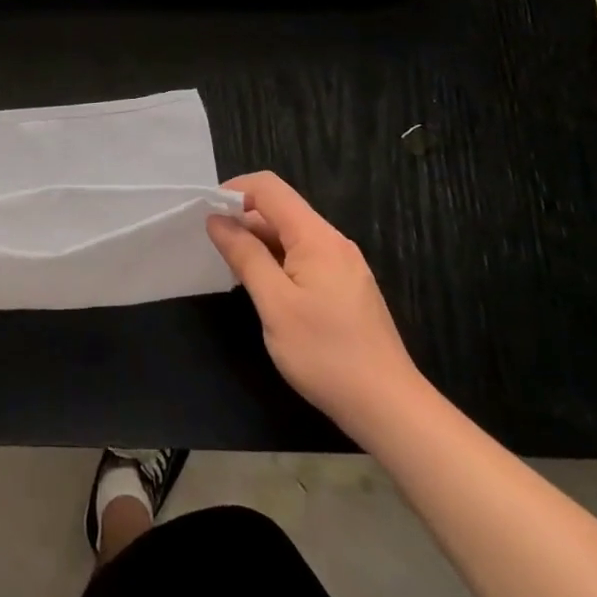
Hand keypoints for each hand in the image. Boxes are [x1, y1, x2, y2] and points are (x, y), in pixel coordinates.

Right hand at [207, 172, 424, 435]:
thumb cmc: (326, 354)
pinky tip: (267, 292)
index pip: (269, 188)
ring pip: (292, 235)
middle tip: (214, 250)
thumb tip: (217, 219)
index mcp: (316, 237)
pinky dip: (279, 262)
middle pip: (281, 209)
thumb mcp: (275, 304)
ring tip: (235, 273)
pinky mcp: (348, 288)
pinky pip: (306, 257)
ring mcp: (344, 265)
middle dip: (244, 220)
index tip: (207, 214)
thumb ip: (245, 256)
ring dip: (260, 243)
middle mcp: (333, 241)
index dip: (235, 191)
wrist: (390, 408)